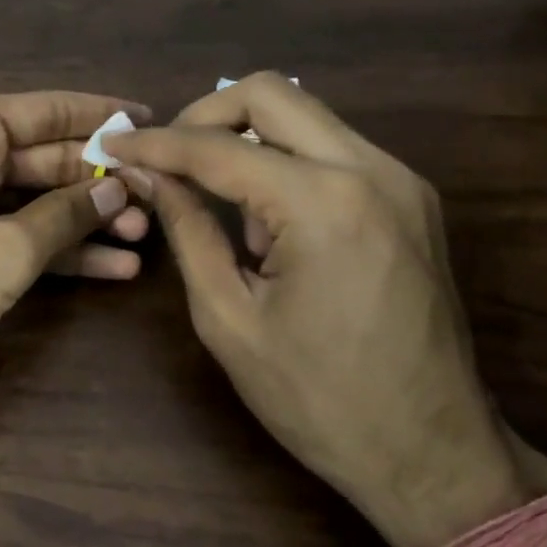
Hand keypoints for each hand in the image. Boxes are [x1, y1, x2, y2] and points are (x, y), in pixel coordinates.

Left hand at [0, 90, 150, 522]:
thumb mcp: (1, 251)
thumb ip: (65, 216)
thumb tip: (119, 189)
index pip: (49, 110)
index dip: (103, 116)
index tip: (154, 123)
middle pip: (43, 157)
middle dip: (98, 181)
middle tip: (159, 200)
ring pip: (30, 200)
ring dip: (82, 220)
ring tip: (142, 239)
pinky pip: (11, 233)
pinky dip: (53, 249)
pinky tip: (108, 268)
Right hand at [102, 74, 525, 546]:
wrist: (433, 454)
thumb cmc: (318, 400)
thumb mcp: (228, 318)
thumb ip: (187, 231)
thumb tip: (151, 175)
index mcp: (322, 204)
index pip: (217, 148)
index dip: (156, 144)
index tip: (113, 146)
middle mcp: (370, 171)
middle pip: (269, 92)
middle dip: (203, 114)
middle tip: (165, 156)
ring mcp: (401, 180)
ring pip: (305, 114)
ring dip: (247, 139)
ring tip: (219, 202)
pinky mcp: (412, 198)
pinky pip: (332, 148)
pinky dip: (285, 162)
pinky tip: (268, 220)